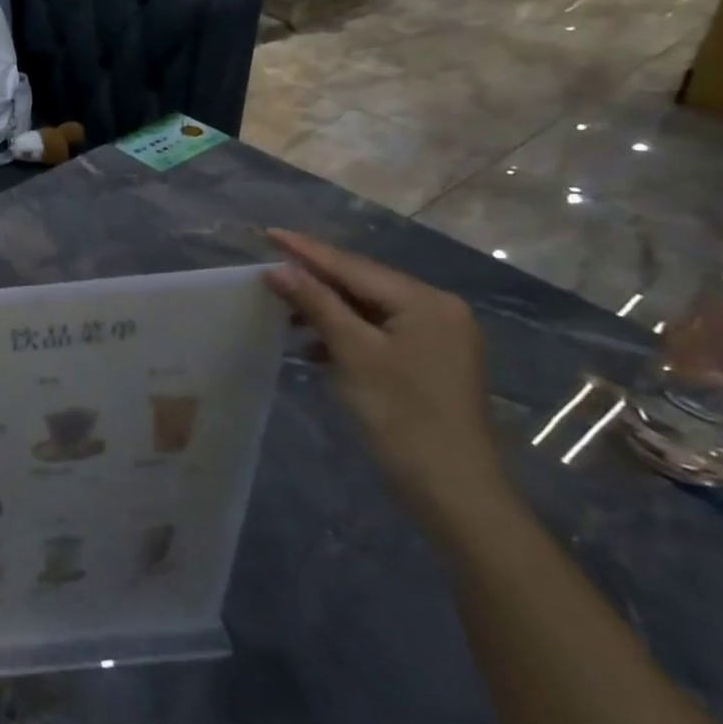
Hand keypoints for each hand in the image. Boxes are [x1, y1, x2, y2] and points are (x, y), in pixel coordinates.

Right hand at [264, 230, 515, 545]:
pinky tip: (312, 343)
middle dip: (315, 279)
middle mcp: (436, 311)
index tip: (268, 233)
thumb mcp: (353, 353)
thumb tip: (279, 269)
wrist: (453, 490)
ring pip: (368, 310)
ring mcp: (435, 338)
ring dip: (326, 308)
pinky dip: (344, 334)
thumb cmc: (402, 415)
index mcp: (425, 302)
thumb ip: (317, 304)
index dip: (307, 251)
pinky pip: (377, 333)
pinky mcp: (427, 363)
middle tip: (269, 269)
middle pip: (363, 284)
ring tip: (282, 307)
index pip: (354, 267)